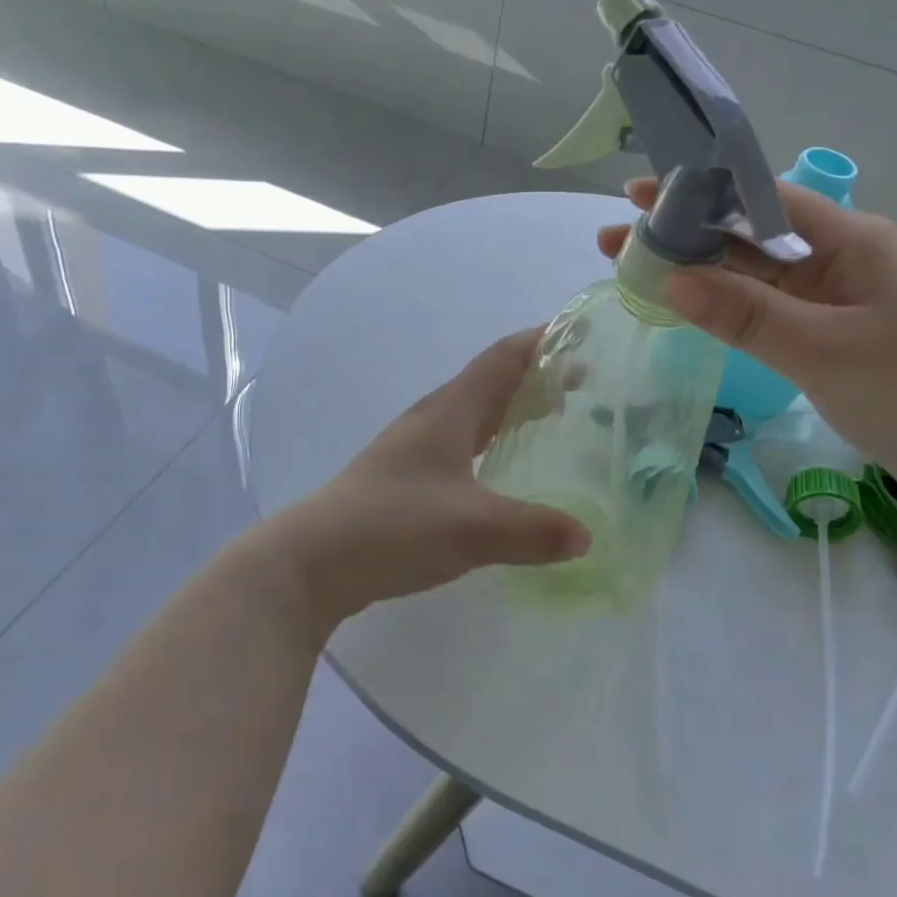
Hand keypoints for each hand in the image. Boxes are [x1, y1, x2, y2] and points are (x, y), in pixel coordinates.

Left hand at [262, 329, 590, 632]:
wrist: (311, 561)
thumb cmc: (392, 526)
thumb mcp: (471, 529)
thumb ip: (533, 530)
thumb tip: (586, 536)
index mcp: (449, 412)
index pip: (502, 358)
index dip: (540, 341)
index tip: (579, 335)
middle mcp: (433, 419)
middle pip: (491, 382)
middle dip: (536, 376)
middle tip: (581, 384)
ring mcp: (416, 448)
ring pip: (476, 414)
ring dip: (514, 409)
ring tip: (553, 420)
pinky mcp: (407, 478)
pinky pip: (464, 445)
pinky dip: (494, 443)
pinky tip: (504, 470)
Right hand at [599, 179, 896, 515]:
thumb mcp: (826, 351)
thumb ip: (747, 314)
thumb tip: (669, 279)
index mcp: (848, 240)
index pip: (760, 199)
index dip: (697, 194)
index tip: (637, 197)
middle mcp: (837, 259)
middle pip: (748, 236)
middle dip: (684, 236)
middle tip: (615, 242)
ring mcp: (833, 299)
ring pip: (753, 276)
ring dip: (698, 273)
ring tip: (635, 272)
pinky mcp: (829, 335)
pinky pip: (766, 311)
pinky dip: (725, 308)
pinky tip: (686, 308)